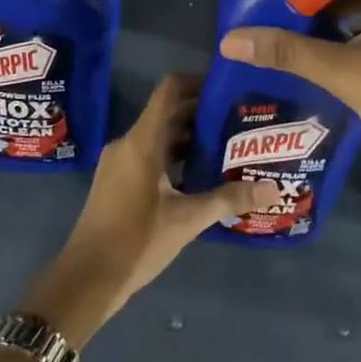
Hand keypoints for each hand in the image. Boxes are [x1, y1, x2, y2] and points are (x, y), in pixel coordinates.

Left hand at [19, 75, 274, 347]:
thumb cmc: (136, 240)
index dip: (198, 82)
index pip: (170, 91)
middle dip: (202, 114)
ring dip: (190, 138)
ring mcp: (120, 163)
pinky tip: (201, 174)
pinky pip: (150, 155)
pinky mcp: (118, 182)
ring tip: (228, 145)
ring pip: (160, 137)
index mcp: (142, 142)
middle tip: (239, 119)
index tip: (228, 86)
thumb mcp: (188, 220)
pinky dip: (175, 157)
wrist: (87, 279)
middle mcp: (128, 144)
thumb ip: (229, 199)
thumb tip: (273, 189)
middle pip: (168, 113)